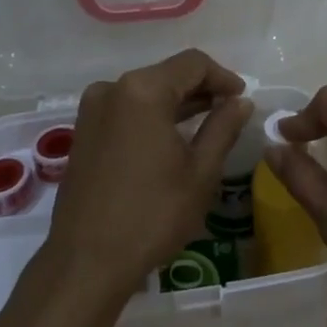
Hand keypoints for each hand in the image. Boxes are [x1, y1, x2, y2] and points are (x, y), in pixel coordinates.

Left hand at [47, 48, 253, 296]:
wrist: (86, 263)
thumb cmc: (152, 215)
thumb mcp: (200, 171)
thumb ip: (223, 127)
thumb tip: (241, 102)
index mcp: (143, 90)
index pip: (193, 63)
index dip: (223, 77)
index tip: (243, 98)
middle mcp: (112, 89)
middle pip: (167, 74)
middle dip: (201, 88)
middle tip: (230, 111)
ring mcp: (93, 110)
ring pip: (146, 91)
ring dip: (178, 102)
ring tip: (208, 123)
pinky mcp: (84, 132)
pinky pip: (127, 109)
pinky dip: (153, 115)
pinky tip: (172, 137)